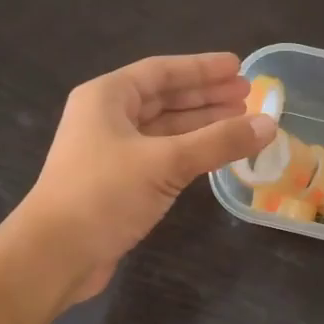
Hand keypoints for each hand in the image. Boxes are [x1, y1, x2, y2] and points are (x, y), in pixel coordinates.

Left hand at [10, 52, 274, 304]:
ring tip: (240, 122)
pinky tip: (214, 155)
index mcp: (107, 98)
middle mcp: (106, 118)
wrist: (54, 255)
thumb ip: (219, 142)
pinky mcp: (116, 183)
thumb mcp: (165, 163)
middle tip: (248, 95)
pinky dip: (188, 152)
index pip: (161, 71)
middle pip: (164, 98)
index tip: (238, 68)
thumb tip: (269, 124)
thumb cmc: (103, 195)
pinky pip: (160, 156)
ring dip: (200, 125)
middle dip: (206, 96)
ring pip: (163, 129)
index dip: (202, 69)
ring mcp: (110, 152)